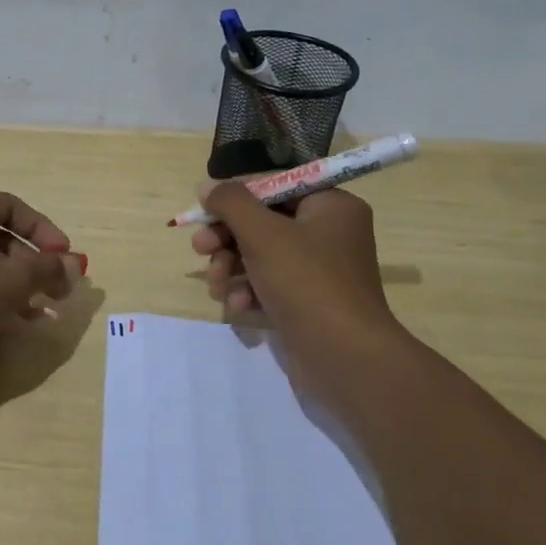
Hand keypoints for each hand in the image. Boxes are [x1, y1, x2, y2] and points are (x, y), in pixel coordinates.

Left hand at [0, 190, 85, 358]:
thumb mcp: (13, 280)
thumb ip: (47, 269)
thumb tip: (74, 265)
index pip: (13, 207)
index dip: (45, 231)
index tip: (65, 259)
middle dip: (33, 266)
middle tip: (56, 291)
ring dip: (16, 286)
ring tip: (40, 313)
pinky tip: (12, 324)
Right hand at [190, 182, 400, 344]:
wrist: (345, 359)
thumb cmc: (306, 283)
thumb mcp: (262, 234)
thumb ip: (230, 203)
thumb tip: (207, 186)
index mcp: (331, 206)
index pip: (273, 187)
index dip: (234, 197)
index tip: (202, 211)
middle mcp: (329, 234)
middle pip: (263, 222)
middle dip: (227, 238)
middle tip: (200, 249)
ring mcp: (319, 271)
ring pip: (260, 256)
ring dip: (231, 267)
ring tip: (217, 286)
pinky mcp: (308, 303)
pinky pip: (269, 286)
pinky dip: (249, 292)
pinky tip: (238, 307)